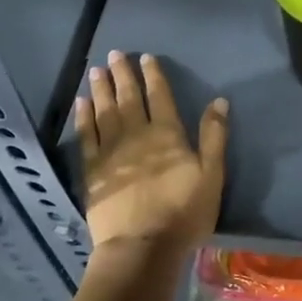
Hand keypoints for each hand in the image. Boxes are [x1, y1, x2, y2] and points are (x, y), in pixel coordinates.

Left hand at [75, 51, 227, 252]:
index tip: (146, 57)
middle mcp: (137, 134)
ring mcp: (111, 151)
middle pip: (128, 98)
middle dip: (123, 74)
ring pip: (105, 111)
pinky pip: (86, 135)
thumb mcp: (212, 175)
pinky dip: (84, 116)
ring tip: (97, 70)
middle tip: (115, 54)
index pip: (159, 96)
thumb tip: (219, 100)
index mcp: (167, 134)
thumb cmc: (183, 213)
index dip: (153, 75)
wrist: (142, 247)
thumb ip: (214, 136)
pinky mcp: (93, 170)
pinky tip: (82, 102)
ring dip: (101, 89)